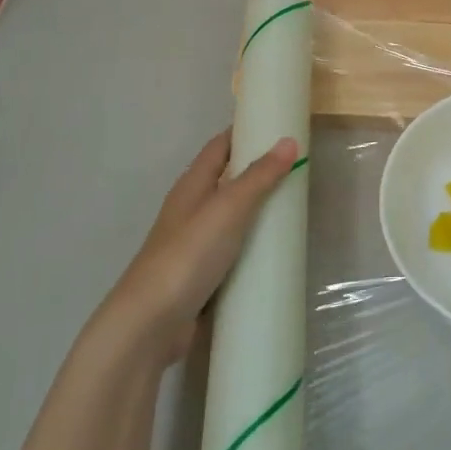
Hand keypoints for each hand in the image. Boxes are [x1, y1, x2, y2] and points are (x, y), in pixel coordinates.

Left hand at [97, 130, 299, 364]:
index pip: (220, 146)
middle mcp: (191, 210)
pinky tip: (276, 253)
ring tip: (296, 207)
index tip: (277, 125)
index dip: (244, 132)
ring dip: (258, 211)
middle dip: (259, 172)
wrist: (150, 324)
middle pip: (227, 181)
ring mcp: (195, 245)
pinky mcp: (202, 276)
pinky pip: (234, 251)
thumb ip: (259, 176)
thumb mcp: (228, 208)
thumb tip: (289, 141)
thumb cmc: (188, 255)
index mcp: (192, 186)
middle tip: (299, 167)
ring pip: (232, 217)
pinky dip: (253, 246)